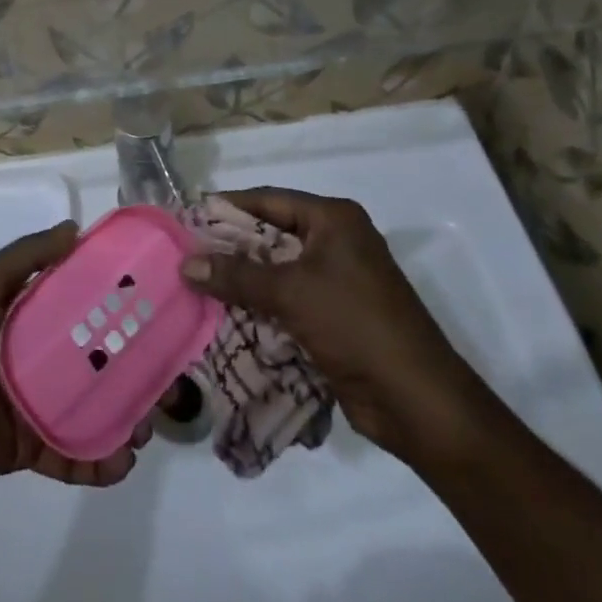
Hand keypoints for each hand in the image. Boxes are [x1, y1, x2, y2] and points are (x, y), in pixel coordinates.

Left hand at [0, 222, 151, 494]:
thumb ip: (25, 258)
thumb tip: (75, 227)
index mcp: (25, 315)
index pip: (79, 305)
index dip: (114, 305)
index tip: (154, 306)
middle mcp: (36, 356)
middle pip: (94, 360)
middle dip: (131, 368)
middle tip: (167, 376)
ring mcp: (34, 403)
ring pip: (90, 408)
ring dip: (123, 415)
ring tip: (149, 422)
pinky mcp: (28, 445)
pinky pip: (70, 453)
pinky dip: (98, 461)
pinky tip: (122, 460)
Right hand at [180, 188, 488, 467]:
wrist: (417, 401)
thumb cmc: (355, 326)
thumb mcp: (290, 292)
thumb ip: (235, 274)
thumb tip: (184, 263)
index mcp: (334, 219)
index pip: (268, 200)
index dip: (227, 207)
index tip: (187, 217)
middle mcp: (336, 242)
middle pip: (270, 234)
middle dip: (230, 246)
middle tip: (185, 253)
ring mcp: (337, 280)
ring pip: (276, 270)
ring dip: (241, 278)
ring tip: (195, 283)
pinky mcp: (334, 315)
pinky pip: (286, 299)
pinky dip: (258, 304)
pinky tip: (223, 312)